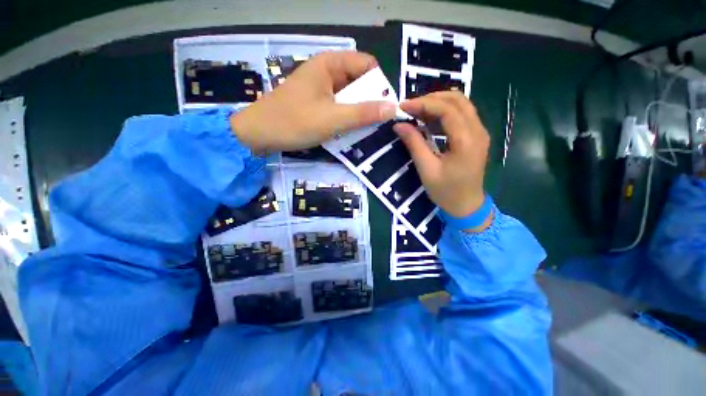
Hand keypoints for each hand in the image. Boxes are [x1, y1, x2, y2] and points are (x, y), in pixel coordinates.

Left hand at [230, 51, 396, 152]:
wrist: (258, 134)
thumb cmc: (294, 122)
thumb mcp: (333, 119)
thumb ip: (363, 113)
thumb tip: (393, 107)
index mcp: (330, 64)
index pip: (367, 66)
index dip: (380, 85)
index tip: (386, 108)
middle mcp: (326, 71)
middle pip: (359, 81)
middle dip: (369, 101)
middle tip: (376, 123)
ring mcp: (320, 88)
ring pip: (349, 96)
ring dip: (358, 112)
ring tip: (364, 129)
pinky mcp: (315, 103)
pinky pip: (338, 106)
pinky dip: (346, 117)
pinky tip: (348, 130)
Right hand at [393, 92, 489, 226]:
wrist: (467, 205)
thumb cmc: (446, 191)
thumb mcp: (426, 169)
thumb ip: (414, 144)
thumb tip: (399, 125)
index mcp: (466, 140)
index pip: (447, 109)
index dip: (424, 104)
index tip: (403, 106)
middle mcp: (478, 131)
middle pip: (458, 100)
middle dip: (431, 99)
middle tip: (410, 107)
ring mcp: (480, 132)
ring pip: (461, 105)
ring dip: (438, 104)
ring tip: (417, 112)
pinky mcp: (476, 137)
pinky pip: (462, 115)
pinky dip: (444, 113)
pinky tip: (429, 121)